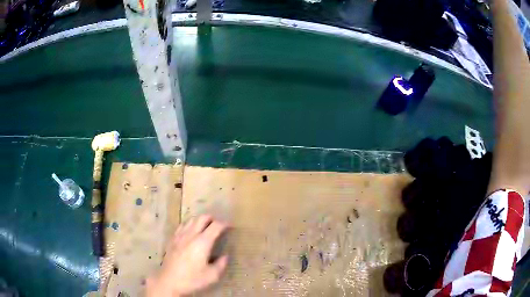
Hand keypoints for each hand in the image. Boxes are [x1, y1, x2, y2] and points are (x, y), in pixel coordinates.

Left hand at [146, 215, 229, 296]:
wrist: (169, 281)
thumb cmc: (192, 279)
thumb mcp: (212, 276)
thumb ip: (221, 264)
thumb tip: (225, 256)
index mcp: (203, 242)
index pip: (216, 226)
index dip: (225, 224)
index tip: (231, 226)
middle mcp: (191, 235)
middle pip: (202, 218)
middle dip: (212, 219)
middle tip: (218, 226)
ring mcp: (180, 236)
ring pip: (191, 220)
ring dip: (200, 221)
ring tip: (205, 228)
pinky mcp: (172, 239)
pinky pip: (182, 226)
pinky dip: (189, 225)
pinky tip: (191, 233)